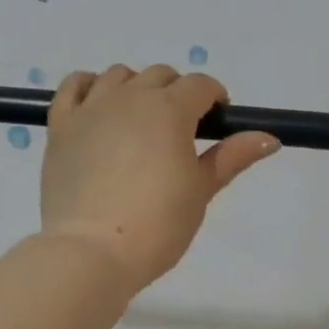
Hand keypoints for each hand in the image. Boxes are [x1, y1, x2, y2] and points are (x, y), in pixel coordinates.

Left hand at [39, 64, 279, 292]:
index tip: (217, 123)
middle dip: (177, 94)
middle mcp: (130, 97)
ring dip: (136, 89)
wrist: (93, 251)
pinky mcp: (60, 126)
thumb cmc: (157, 226)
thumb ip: (231, 158)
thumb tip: (268, 138)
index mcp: (170, 110)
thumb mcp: (200, 192)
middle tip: (181, 133)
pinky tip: (98, 106)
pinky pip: (73, 87)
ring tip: (141, 124)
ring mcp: (91, 108)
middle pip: (160, 76)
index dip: (214, 99)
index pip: (200, 86)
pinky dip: (89, 87)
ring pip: (118, 76)